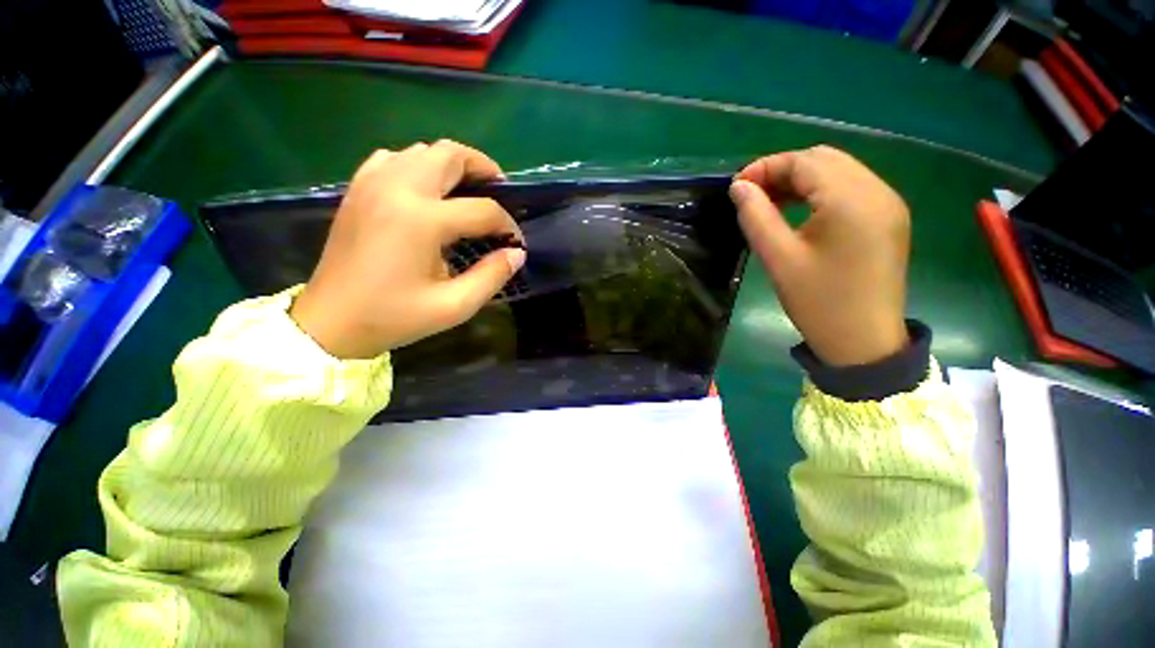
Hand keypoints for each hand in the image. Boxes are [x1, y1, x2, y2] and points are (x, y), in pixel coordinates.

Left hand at [290, 141, 524, 358]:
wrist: (331, 322)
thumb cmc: (394, 316)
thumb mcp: (454, 306)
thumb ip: (492, 276)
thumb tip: (516, 253)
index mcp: (423, 220)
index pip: (483, 210)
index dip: (508, 225)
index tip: (516, 243)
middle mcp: (398, 189)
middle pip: (451, 155)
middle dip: (484, 169)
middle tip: (499, 193)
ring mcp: (373, 184)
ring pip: (422, 150)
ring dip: (452, 165)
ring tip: (468, 191)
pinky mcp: (358, 189)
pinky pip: (394, 159)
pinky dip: (418, 166)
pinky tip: (426, 192)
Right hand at [730, 146, 910, 366]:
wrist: (863, 341)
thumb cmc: (818, 301)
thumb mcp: (779, 258)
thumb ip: (756, 216)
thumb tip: (738, 187)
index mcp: (851, 200)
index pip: (804, 162)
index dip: (766, 167)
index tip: (736, 187)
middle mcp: (877, 191)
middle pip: (824, 159)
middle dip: (783, 170)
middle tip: (752, 195)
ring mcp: (888, 203)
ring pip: (839, 171)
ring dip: (801, 179)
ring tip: (770, 201)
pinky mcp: (888, 217)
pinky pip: (851, 188)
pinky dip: (820, 191)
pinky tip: (799, 210)